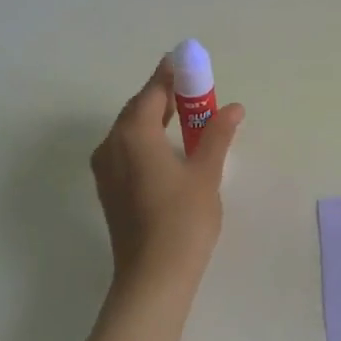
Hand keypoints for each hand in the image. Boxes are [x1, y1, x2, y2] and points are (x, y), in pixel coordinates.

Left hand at [89, 58, 243, 302]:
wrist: (153, 277)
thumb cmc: (183, 220)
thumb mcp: (206, 172)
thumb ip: (217, 135)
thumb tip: (234, 108)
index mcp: (133, 133)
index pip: (153, 91)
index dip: (172, 75)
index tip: (190, 63)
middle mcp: (111, 144)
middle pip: (138, 108)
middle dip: (165, 96)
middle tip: (196, 92)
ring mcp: (106, 168)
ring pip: (130, 130)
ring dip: (156, 118)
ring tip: (187, 118)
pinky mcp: (109, 189)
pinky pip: (126, 149)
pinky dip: (147, 139)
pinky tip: (170, 148)